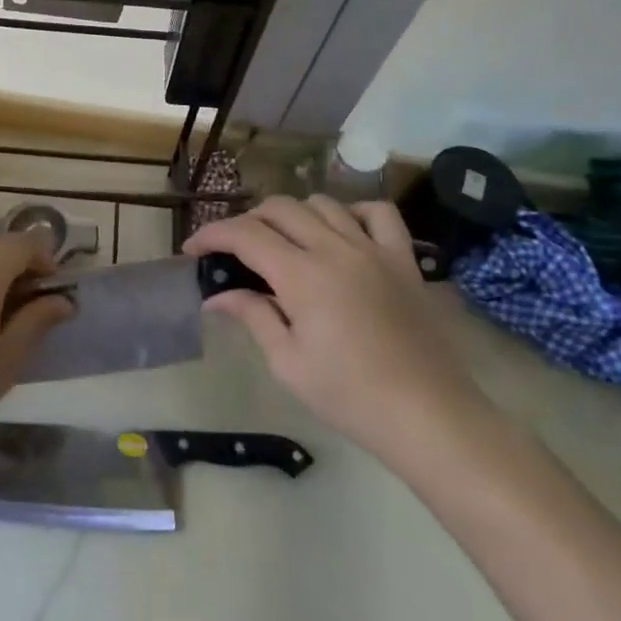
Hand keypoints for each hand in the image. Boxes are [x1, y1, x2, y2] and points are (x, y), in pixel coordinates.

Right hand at [184, 196, 489, 470]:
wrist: (427, 415)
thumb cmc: (348, 396)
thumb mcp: (287, 363)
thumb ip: (252, 316)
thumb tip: (217, 295)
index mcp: (301, 275)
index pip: (245, 234)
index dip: (212, 235)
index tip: (193, 249)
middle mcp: (335, 249)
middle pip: (279, 209)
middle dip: (247, 221)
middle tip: (234, 251)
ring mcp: (373, 249)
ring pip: (323, 204)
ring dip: (293, 215)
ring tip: (283, 242)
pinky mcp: (404, 260)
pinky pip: (378, 214)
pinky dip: (352, 212)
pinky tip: (341, 233)